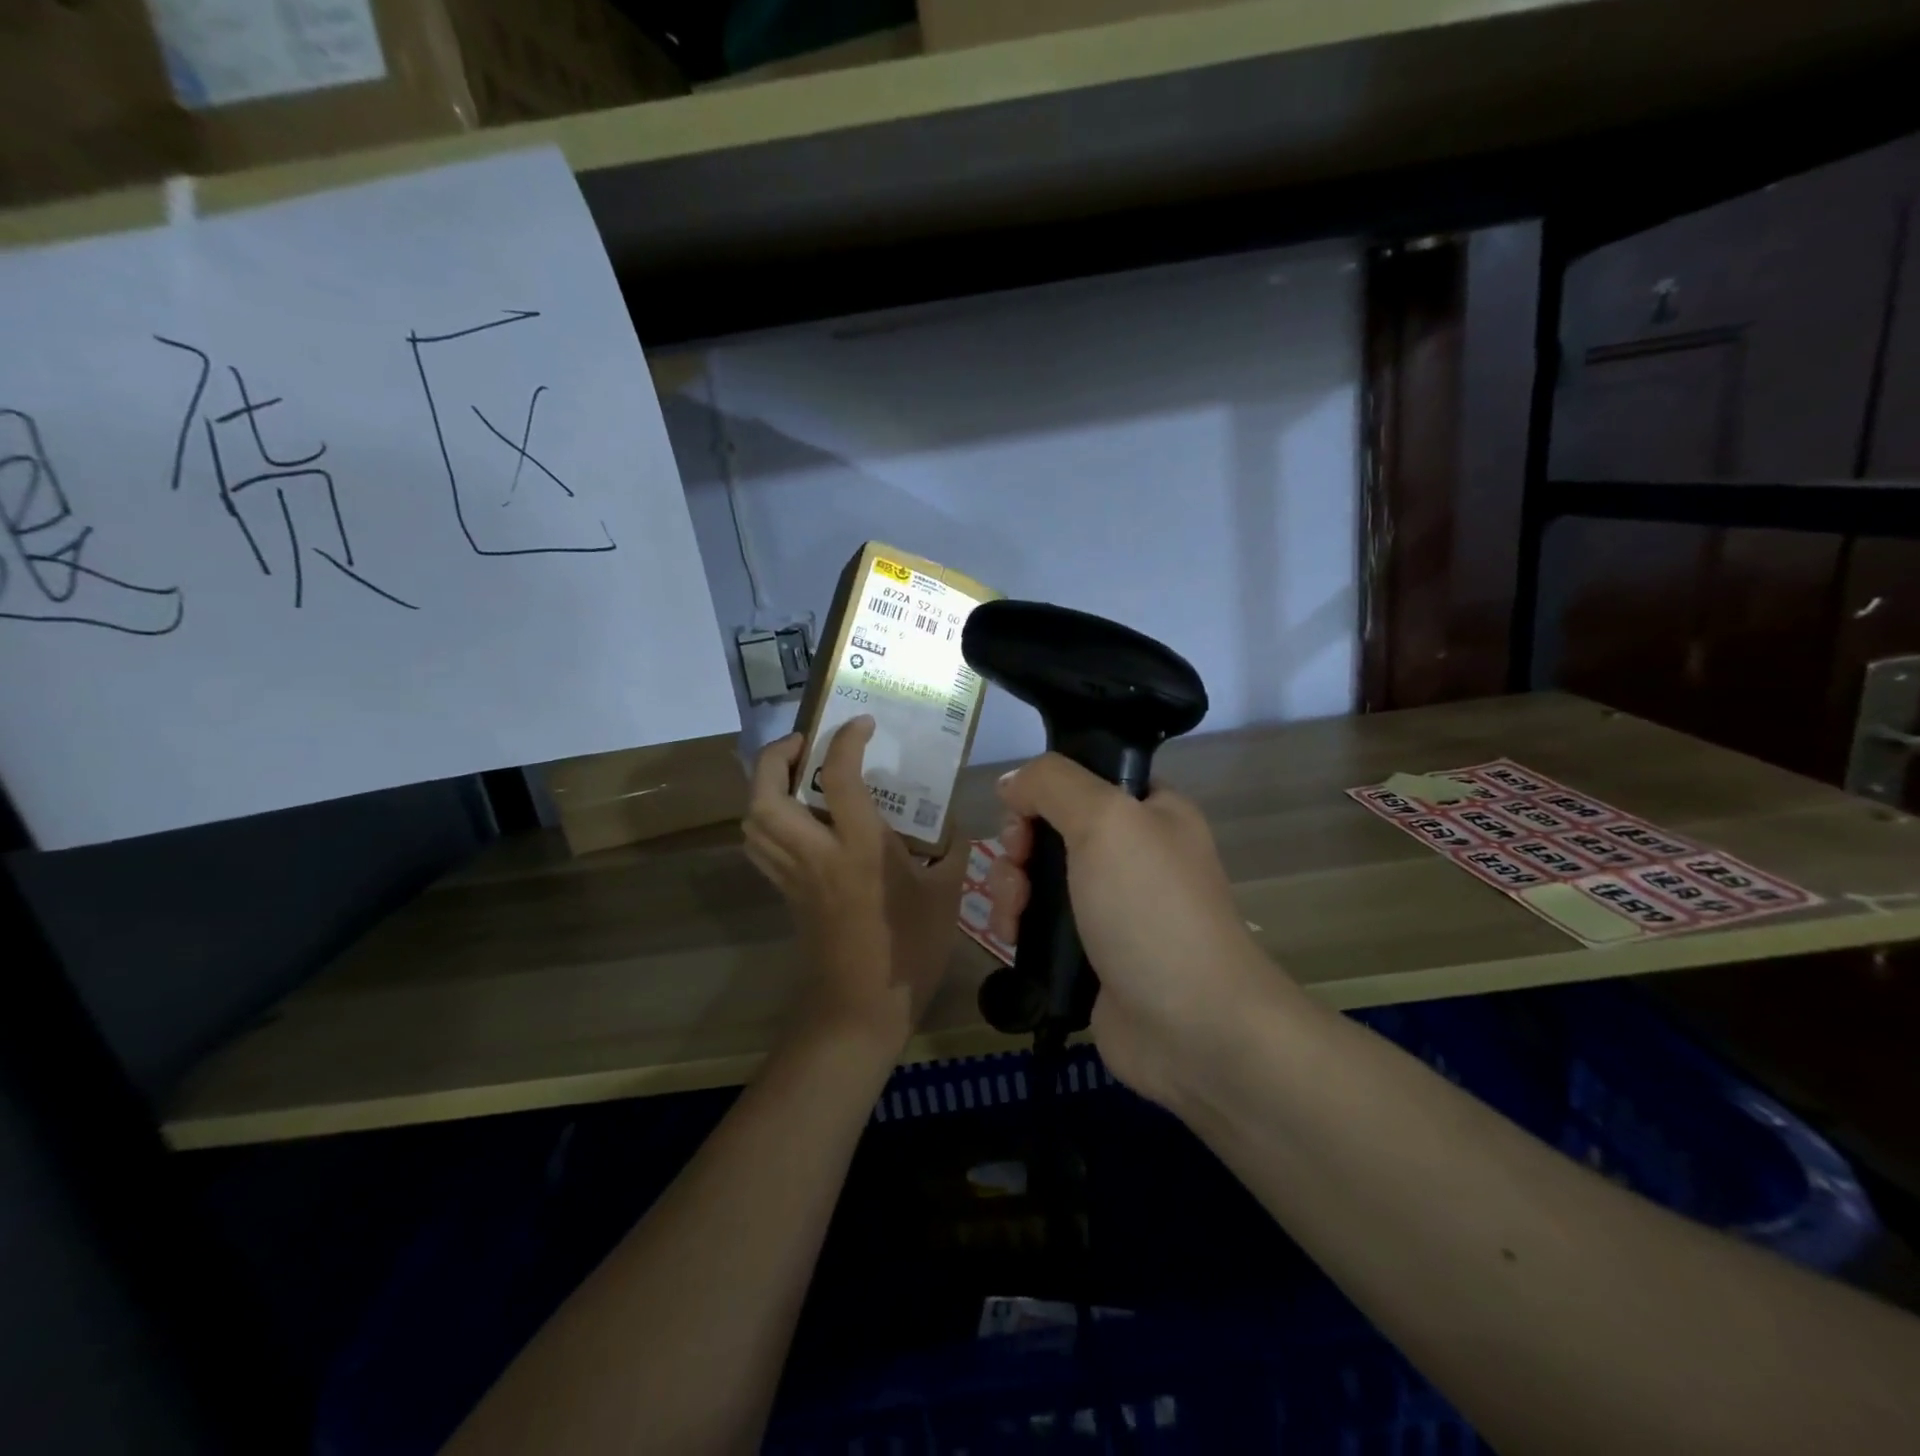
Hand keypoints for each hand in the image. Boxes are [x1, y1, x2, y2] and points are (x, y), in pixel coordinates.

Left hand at [744, 719, 968, 1057]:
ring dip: (764, 786)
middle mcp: (816, 854)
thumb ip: (951, 851)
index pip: (839, 776)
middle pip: (766, 794)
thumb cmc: (909, 951)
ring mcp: (794, 875)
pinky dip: (765, 819)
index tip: (861, 724)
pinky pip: (760, 846)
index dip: (846, 739)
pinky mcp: (785, 893)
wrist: (861, 1009)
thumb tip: (952, 821)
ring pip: (752, 819)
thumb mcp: (945, 895)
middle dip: (775, 756)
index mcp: (860, 848)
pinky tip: (794, 818)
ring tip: (794, 774)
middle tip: (804, 744)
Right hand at [987, 755, 1290, 1103]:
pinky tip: (1010, 938)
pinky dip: (1017, 924)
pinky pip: (1039, 922)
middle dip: (1019, 844)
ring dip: (1011, 887)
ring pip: (1038, 876)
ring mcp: (1110, 906)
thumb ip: (1053, 784)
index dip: (1043, 790)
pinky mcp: (1089, 952)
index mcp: (1151, 811)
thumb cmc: (1151, 909)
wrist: (1192, 1026)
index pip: (1083, 779)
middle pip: (1051, 827)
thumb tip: (1011, 783)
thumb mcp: (1106, 821)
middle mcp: (1131, 853)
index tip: (1024, 814)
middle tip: (1019, 867)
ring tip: (1013, 915)